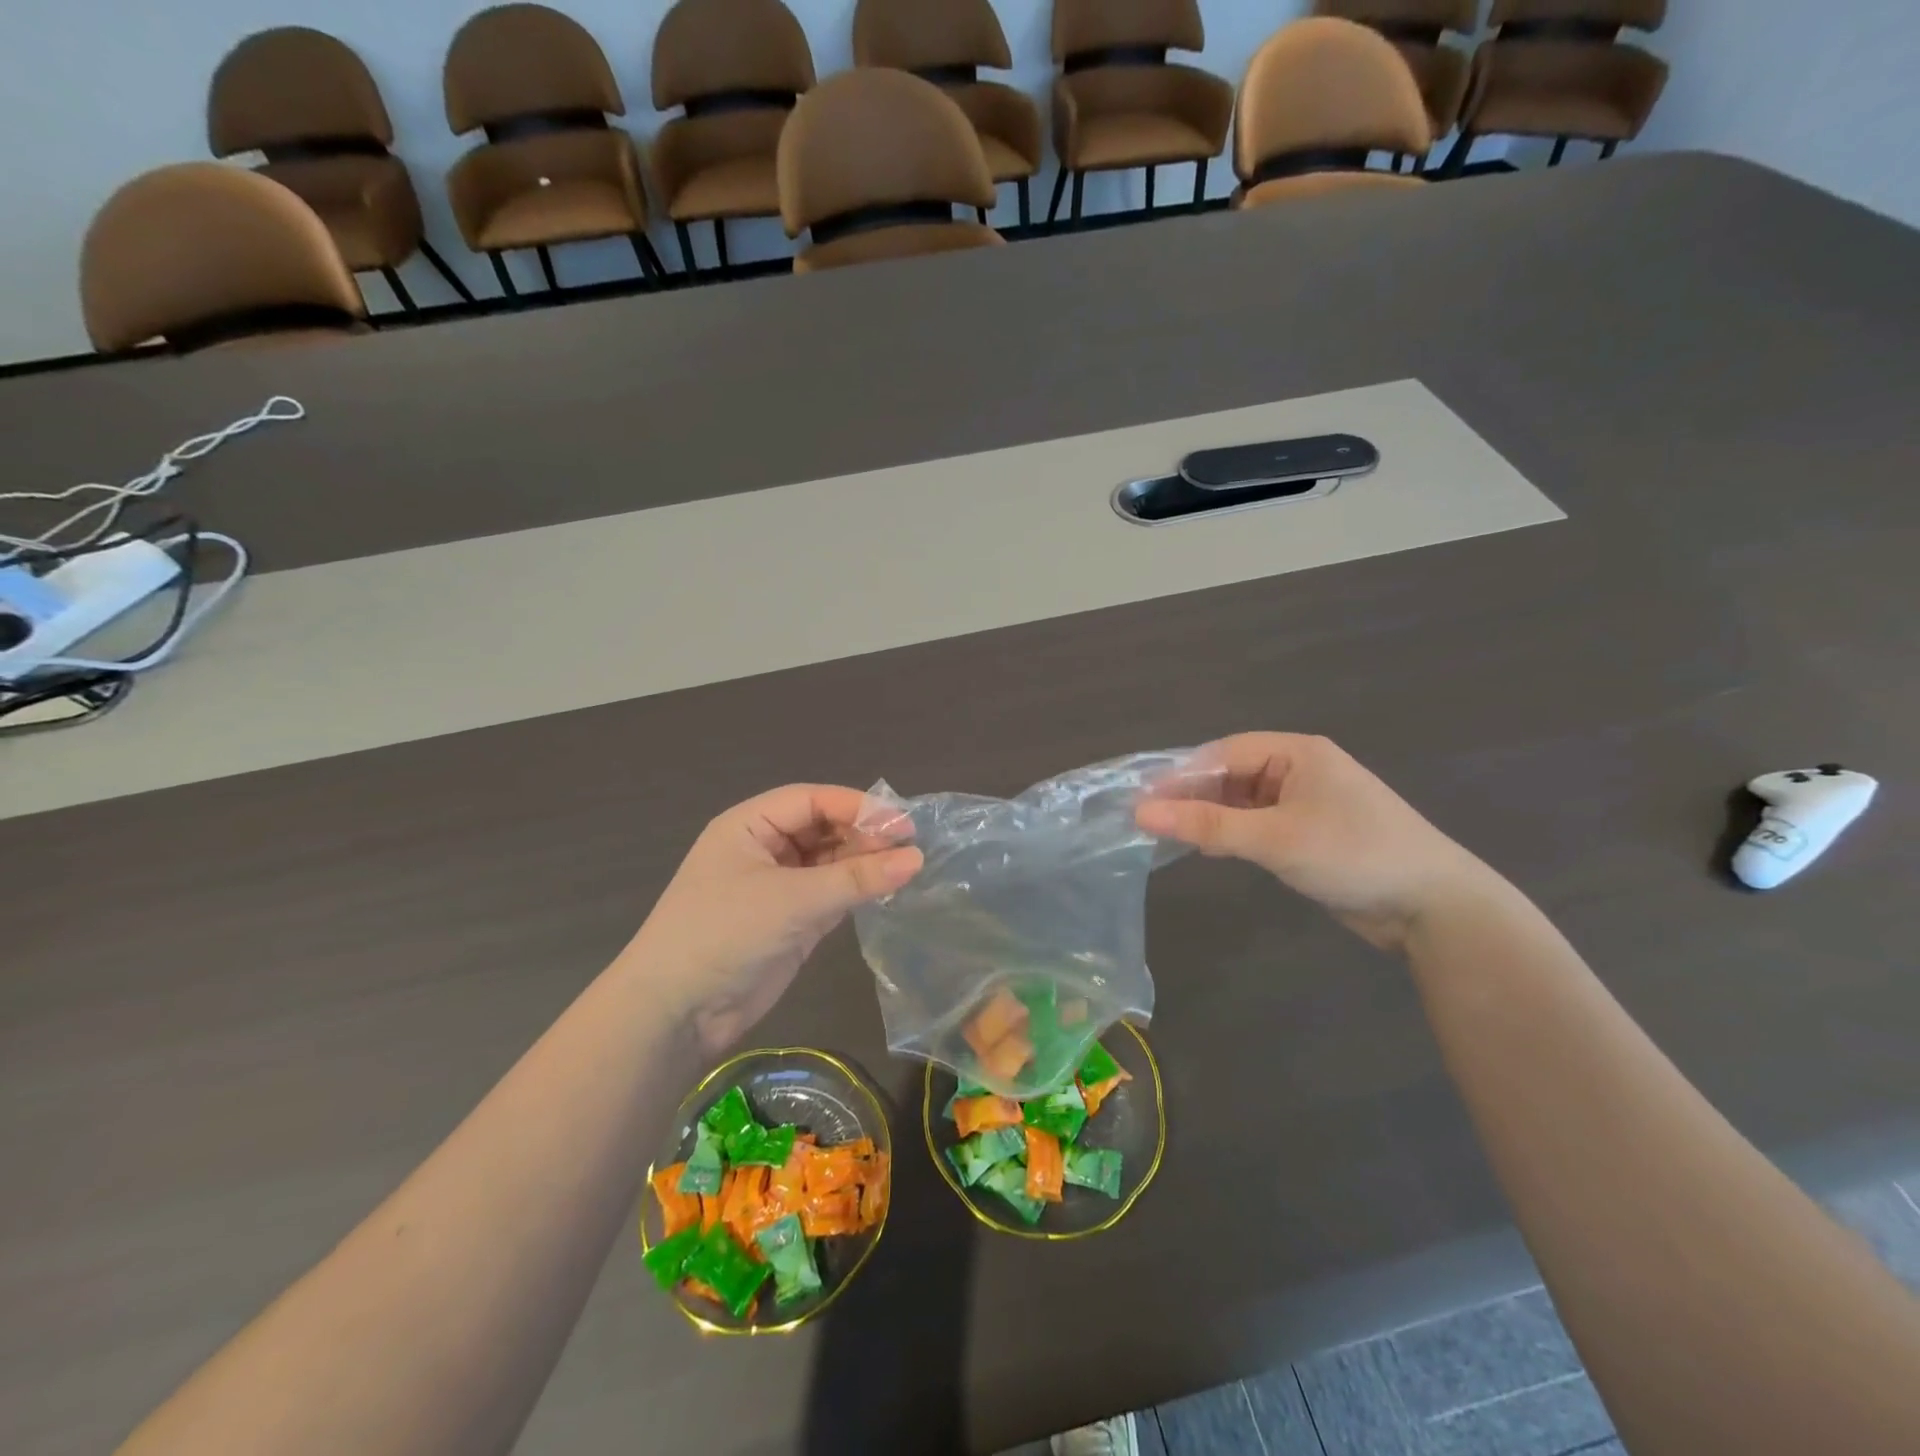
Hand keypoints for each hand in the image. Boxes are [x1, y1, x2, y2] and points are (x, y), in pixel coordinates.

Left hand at [623, 785, 921, 1049]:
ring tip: (906, 868)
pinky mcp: (791, 919)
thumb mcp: (792, 900)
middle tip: (909, 848)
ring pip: (830, 860)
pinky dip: (856, 890)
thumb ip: (856, 879)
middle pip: (824, 827)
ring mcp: (778, 885)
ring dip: (863, 863)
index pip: (812, 799)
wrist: (676, 1012)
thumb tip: (917, 858)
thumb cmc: (725, 934)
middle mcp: (765, 847)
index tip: (903, 822)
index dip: (858, 806)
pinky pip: (831, 892)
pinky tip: (886, 890)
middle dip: (864, 834)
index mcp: (750, 825)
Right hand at [1136, 734, 1495, 949]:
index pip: (1223, 753)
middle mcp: (1298, 770)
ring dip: (1209, 817)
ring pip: (1240, 802)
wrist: (1433, 907)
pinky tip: (1208, 849)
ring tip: (1168, 835)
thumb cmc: (1354, 855)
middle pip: (1230, 775)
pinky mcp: (1307, 834)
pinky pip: (1256, 825)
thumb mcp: (1274, 838)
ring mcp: (1304, 803)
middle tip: (1148, 820)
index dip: (1180, 774)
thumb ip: (1207, 825)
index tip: (1140, 799)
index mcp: (1296, 753)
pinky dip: (1231, 835)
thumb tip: (1141, 813)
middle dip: (1192, 796)